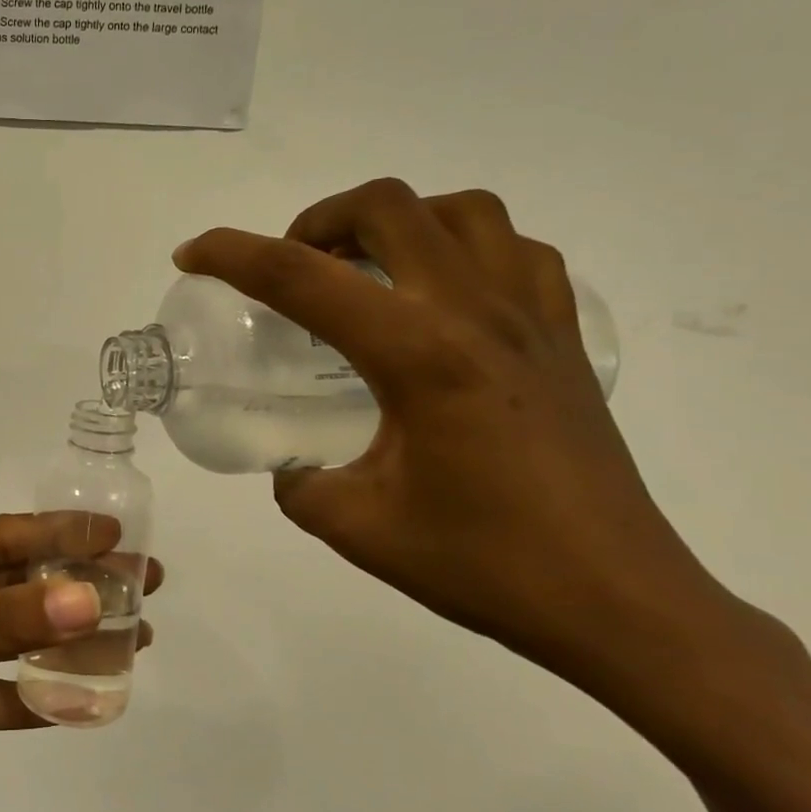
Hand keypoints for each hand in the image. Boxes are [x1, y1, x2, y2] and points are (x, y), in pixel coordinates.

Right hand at [175, 179, 711, 674]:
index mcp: (419, 355)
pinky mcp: (564, 338)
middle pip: (388, 207)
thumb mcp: (358, 527)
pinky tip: (441, 296)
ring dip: (397, 221)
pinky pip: (515, 252)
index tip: (191, 255)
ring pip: (462, 211)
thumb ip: (300, 484)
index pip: (303, 278)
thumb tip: (290, 465)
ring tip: (366, 271)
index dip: (232, 255)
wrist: (619, 605)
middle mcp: (476, 314)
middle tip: (292, 268)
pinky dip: (464, 247)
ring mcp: (531, 318)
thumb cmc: (485, 565)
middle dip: (317, 220)